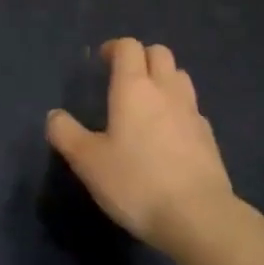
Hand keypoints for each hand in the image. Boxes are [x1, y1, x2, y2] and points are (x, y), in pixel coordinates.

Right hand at [46, 38, 237, 257]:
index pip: (128, 46)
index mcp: (134, 87)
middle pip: (159, 53)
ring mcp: (192, 112)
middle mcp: (165, 90)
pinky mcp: (209, 137)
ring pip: (179, 76)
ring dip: (164, 79)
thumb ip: (67, 135)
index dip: (114, 48)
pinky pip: (192, 109)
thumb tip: (54, 116)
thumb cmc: (137, 183)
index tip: (102, 62)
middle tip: (125, 79)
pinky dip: (179, 110)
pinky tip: (170, 135)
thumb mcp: (89, 163)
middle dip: (141, 58)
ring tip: (148, 103)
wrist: (199, 218)